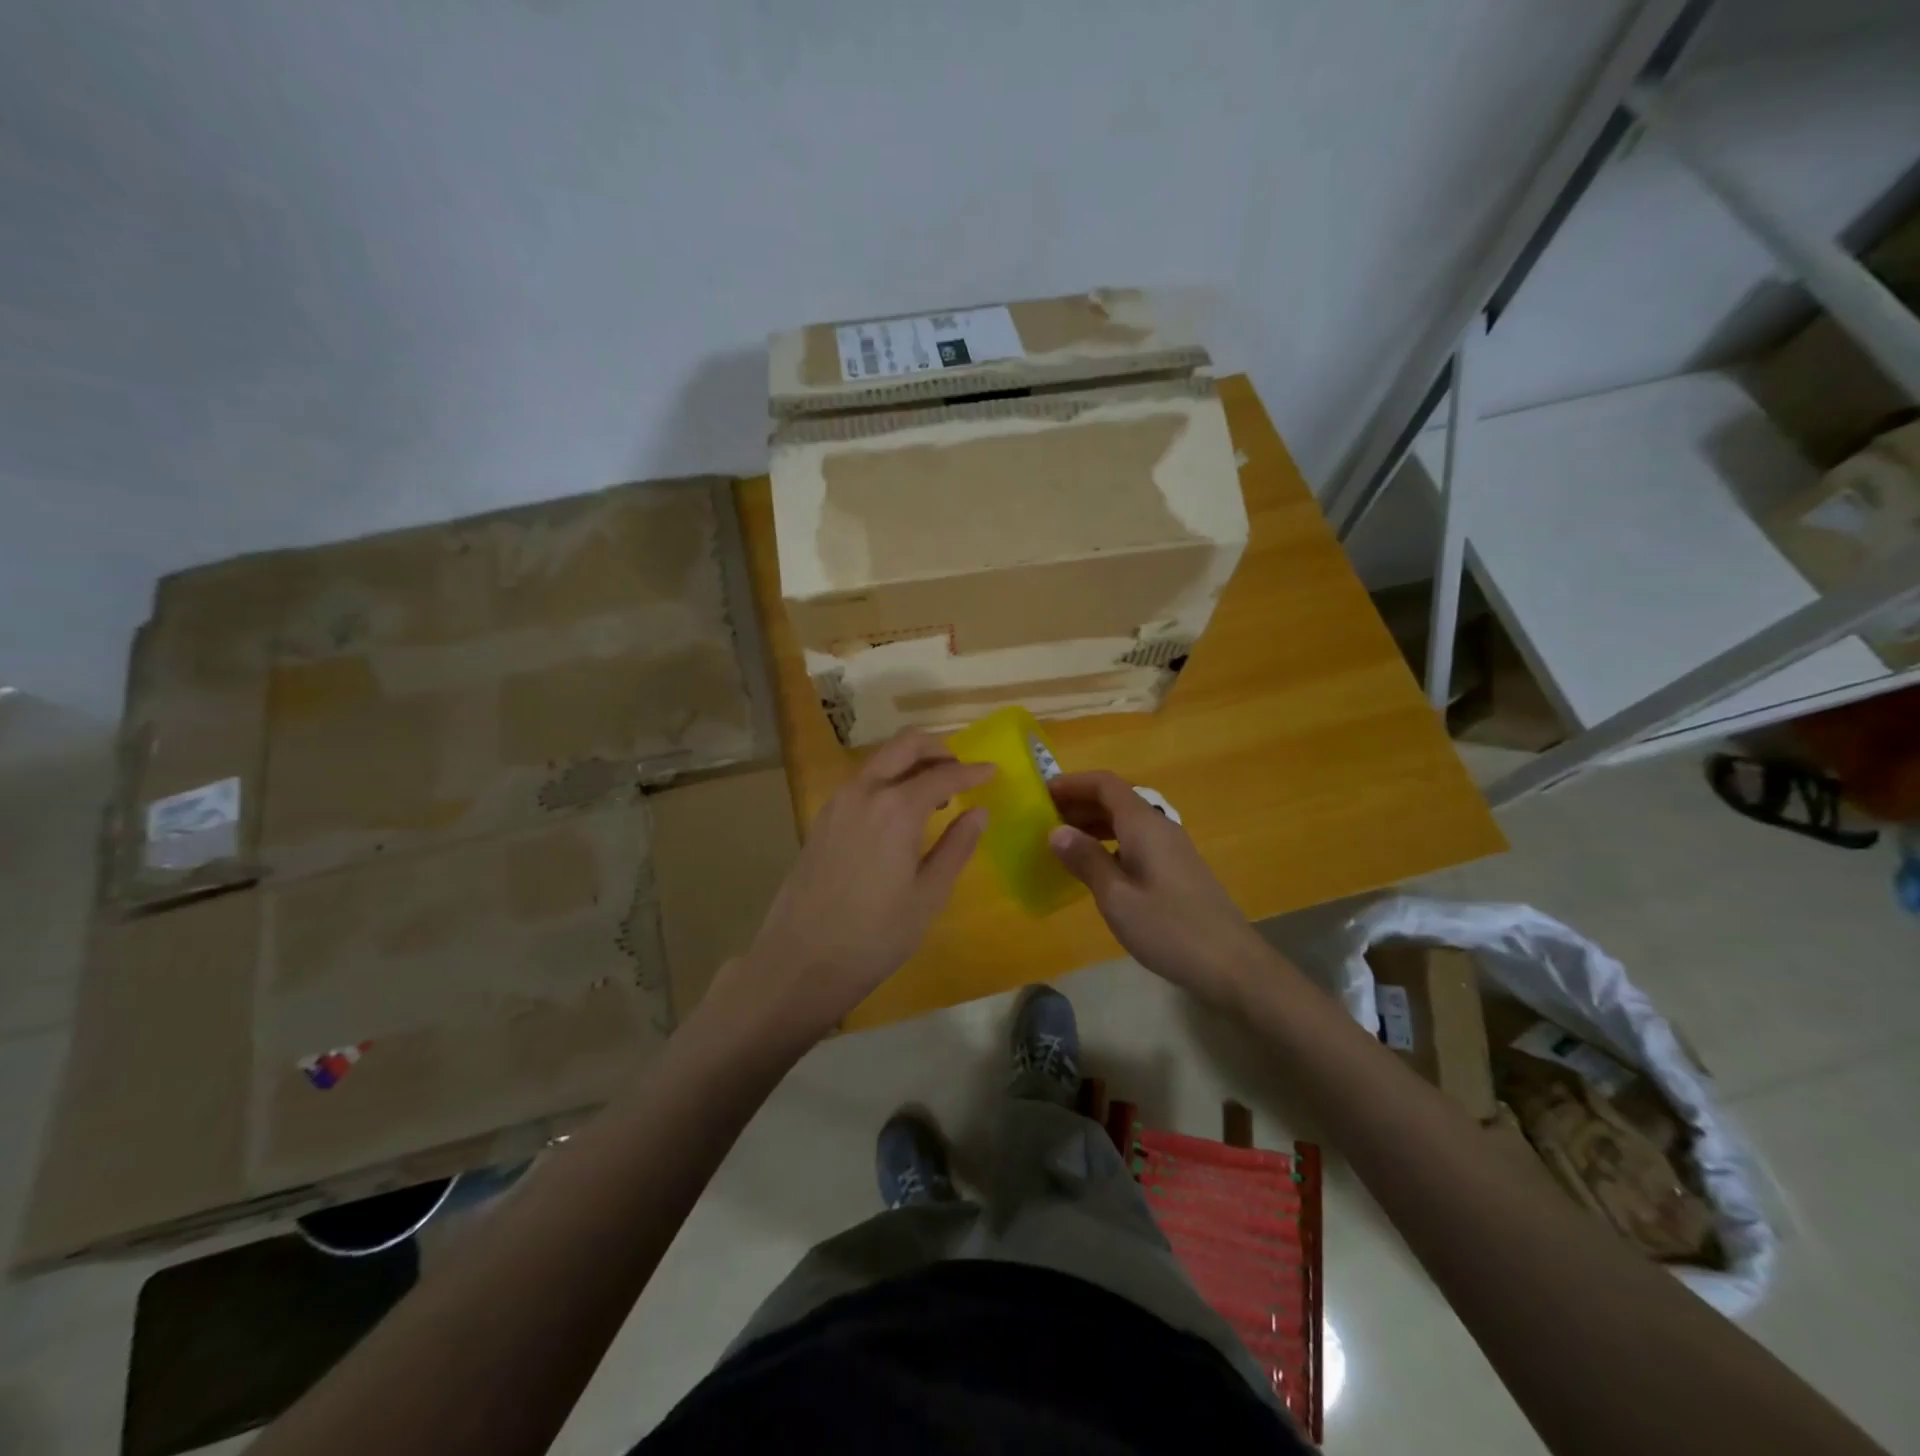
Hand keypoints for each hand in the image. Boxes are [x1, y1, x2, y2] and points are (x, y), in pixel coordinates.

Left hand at [715, 732, 991, 1045]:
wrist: (800, 961)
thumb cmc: (874, 935)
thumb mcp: (928, 895)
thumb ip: (957, 847)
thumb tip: (980, 812)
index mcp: (895, 808)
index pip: (943, 774)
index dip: (972, 772)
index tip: (993, 771)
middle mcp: (863, 792)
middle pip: (905, 745)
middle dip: (938, 750)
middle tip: (962, 773)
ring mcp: (837, 802)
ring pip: (880, 760)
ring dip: (911, 764)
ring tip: (936, 796)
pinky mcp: (822, 819)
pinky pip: (862, 782)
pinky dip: (888, 781)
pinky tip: (900, 814)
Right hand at [1047, 771, 1268, 1007]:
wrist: (1232, 965)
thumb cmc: (1169, 929)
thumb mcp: (1117, 898)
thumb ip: (1086, 860)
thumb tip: (1055, 831)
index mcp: (1143, 825)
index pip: (1105, 784)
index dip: (1072, 783)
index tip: (1041, 794)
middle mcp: (1159, 826)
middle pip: (1115, 799)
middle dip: (1079, 802)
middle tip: (1043, 819)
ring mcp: (1171, 848)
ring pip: (1126, 820)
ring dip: (1093, 823)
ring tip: (1062, 841)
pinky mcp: (1176, 868)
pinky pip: (1135, 840)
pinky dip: (1109, 842)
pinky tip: (1094, 866)